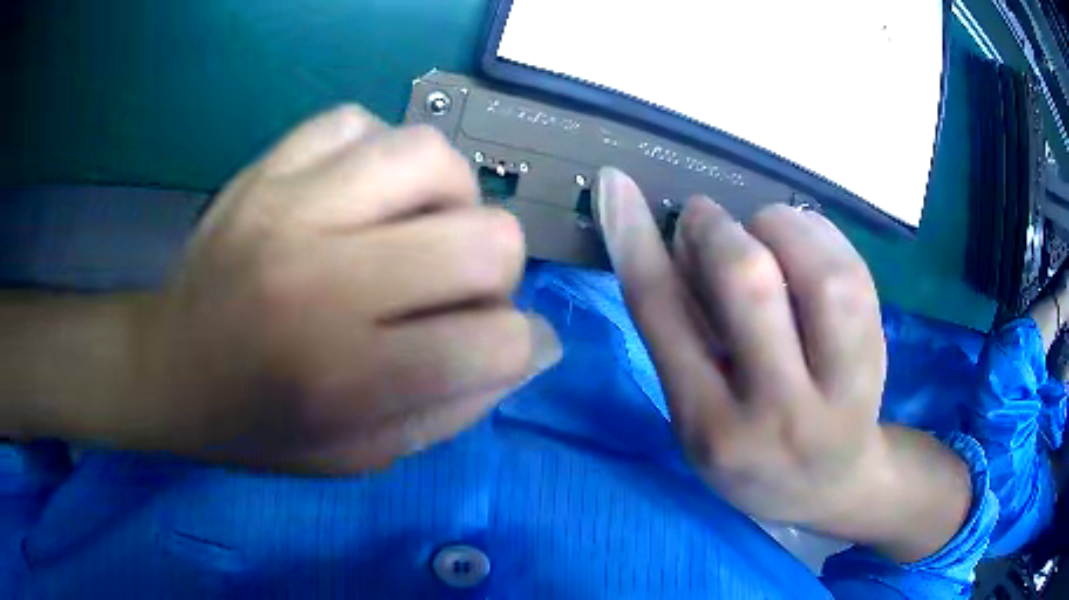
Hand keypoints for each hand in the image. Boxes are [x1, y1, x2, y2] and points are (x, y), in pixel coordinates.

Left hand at [124, 106, 560, 472]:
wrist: (167, 368)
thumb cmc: (258, 425)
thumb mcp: (361, 455)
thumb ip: (454, 411)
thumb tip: (530, 349)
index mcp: (347, 375)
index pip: (496, 343)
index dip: (515, 345)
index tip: (491, 346)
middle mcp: (325, 279)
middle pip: (488, 238)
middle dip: (494, 272)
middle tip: (453, 287)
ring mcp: (291, 205)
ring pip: (431, 155)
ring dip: (448, 196)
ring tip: (415, 226)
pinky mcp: (267, 166)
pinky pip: (358, 123)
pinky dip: (376, 154)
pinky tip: (358, 192)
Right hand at [595, 168, 970, 560]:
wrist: (832, 485)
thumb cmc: (753, 453)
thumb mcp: (697, 419)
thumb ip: (684, 339)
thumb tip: (679, 243)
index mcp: (709, 426)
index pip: (664, 316)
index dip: (634, 238)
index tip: (615, 183)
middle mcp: (775, 412)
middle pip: (749, 282)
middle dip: (717, 228)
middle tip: (706, 218)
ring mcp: (839, 388)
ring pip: (819, 273)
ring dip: (781, 225)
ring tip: (766, 229)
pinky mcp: (879, 360)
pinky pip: (856, 273)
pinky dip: (823, 234)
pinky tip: (808, 239)